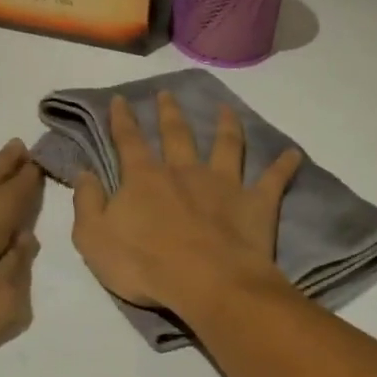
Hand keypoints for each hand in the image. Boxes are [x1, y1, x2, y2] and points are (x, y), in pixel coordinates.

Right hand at [72, 91, 301, 313]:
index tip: (120, 99)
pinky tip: (294, 153)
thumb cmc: (144, 266)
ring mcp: (224, 184)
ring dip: (226, 125)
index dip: (122, 120)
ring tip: (227, 109)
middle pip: (177, 134)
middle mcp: (185, 171)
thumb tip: (82, 173)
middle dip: (169, 112)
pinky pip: (274, 179)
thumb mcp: (93, 240)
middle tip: (167, 94)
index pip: (128, 141)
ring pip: (226, 145)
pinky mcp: (256, 202)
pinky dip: (285, 165)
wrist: (206, 282)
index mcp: (145, 179)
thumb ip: (87, 204)